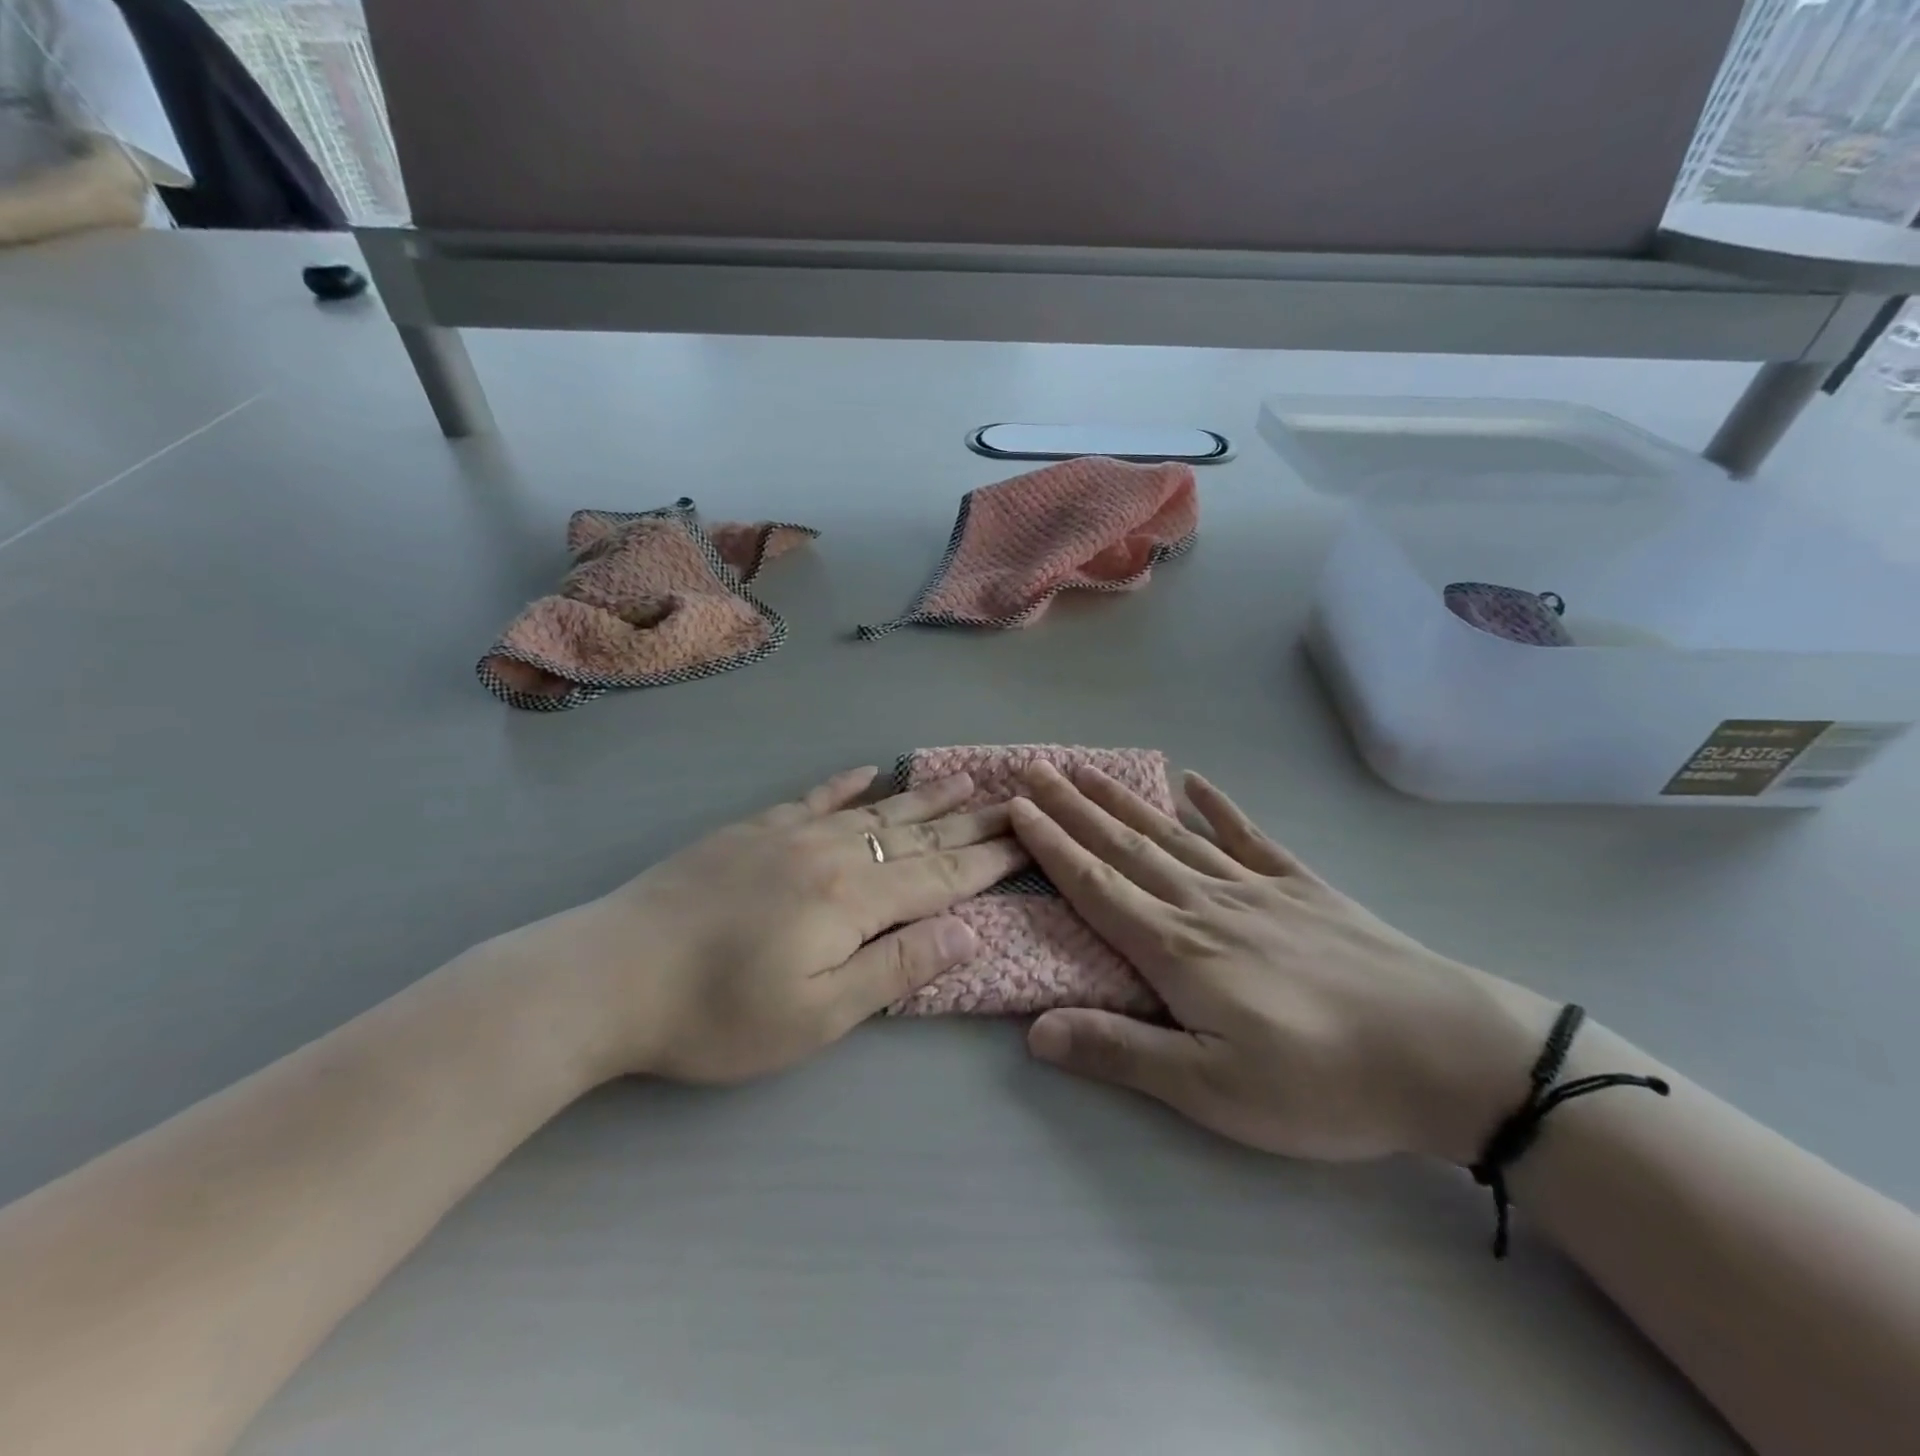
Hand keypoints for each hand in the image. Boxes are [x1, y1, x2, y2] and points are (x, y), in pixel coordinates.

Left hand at [538, 766, 1025, 1083]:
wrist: (610, 973)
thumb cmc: (717, 1014)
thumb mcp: (817, 1016)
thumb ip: (896, 969)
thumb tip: (969, 932)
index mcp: (853, 900)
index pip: (941, 874)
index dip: (988, 859)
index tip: (1027, 838)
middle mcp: (831, 853)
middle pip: (916, 833)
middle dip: (971, 819)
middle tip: (1014, 799)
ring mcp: (789, 834)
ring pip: (874, 809)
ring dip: (923, 795)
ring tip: (962, 778)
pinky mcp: (751, 830)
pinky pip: (813, 797)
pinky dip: (846, 784)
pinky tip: (868, 770)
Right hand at [1009, 764, 1552, 1164]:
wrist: (1448, 1054)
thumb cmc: (1322, 1083)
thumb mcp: (1212, 1089)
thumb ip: (1121, 1051)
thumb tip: (1034, 1031)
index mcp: (1176, 949)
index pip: (1095, 886)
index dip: (1052, 845)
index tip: (1017, 806)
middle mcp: (1204, 903)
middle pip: (1124, 846)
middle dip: (1073, 807)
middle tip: (1035, 768)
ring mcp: (1255, 888)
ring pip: (1173, 834)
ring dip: (1124, 800)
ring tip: (1087, 769)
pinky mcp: (1303, 887)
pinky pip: (1249, 836)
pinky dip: (1219, 806)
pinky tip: (1196, 780)